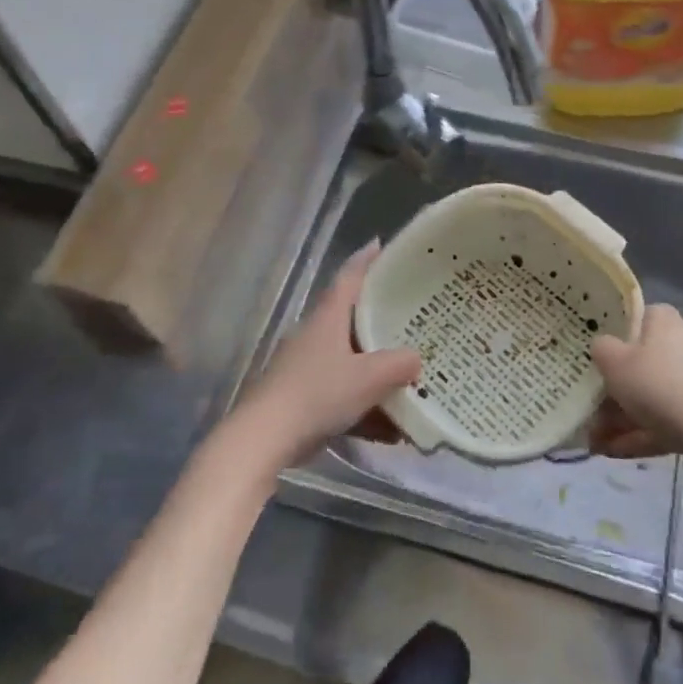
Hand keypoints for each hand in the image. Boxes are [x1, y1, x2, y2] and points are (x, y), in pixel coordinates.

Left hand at [226, 241, 421, 473]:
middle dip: (381, 320)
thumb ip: (400, 364)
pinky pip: (343, 396)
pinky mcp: (303, 399)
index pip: (349, 278)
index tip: (382, 244)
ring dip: (378, 374)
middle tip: (413, 317)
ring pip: (350, 362)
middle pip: (352, 320)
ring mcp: (306, 368)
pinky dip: (366, 408)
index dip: (366, 260)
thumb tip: (417, 359)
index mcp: (328, 318)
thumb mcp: (369, 377)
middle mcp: (315, 336)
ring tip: (413, 383)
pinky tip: (392, 431)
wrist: (265, 438)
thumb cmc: (318, 393)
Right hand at [591, 305, 682, 467]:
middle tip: (589, 410)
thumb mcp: (614, 362)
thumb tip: (602, 346)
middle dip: (613, 390)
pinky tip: (616, 453)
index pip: (638, 317)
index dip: (614, 334)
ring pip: (653, 396)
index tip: (595, 354)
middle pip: (642, 362)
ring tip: (596, 442)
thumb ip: (601, 348)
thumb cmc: (658, 386)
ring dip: (623, 418)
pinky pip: (668, 420)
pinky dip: (643, 433)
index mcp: (665, 322)